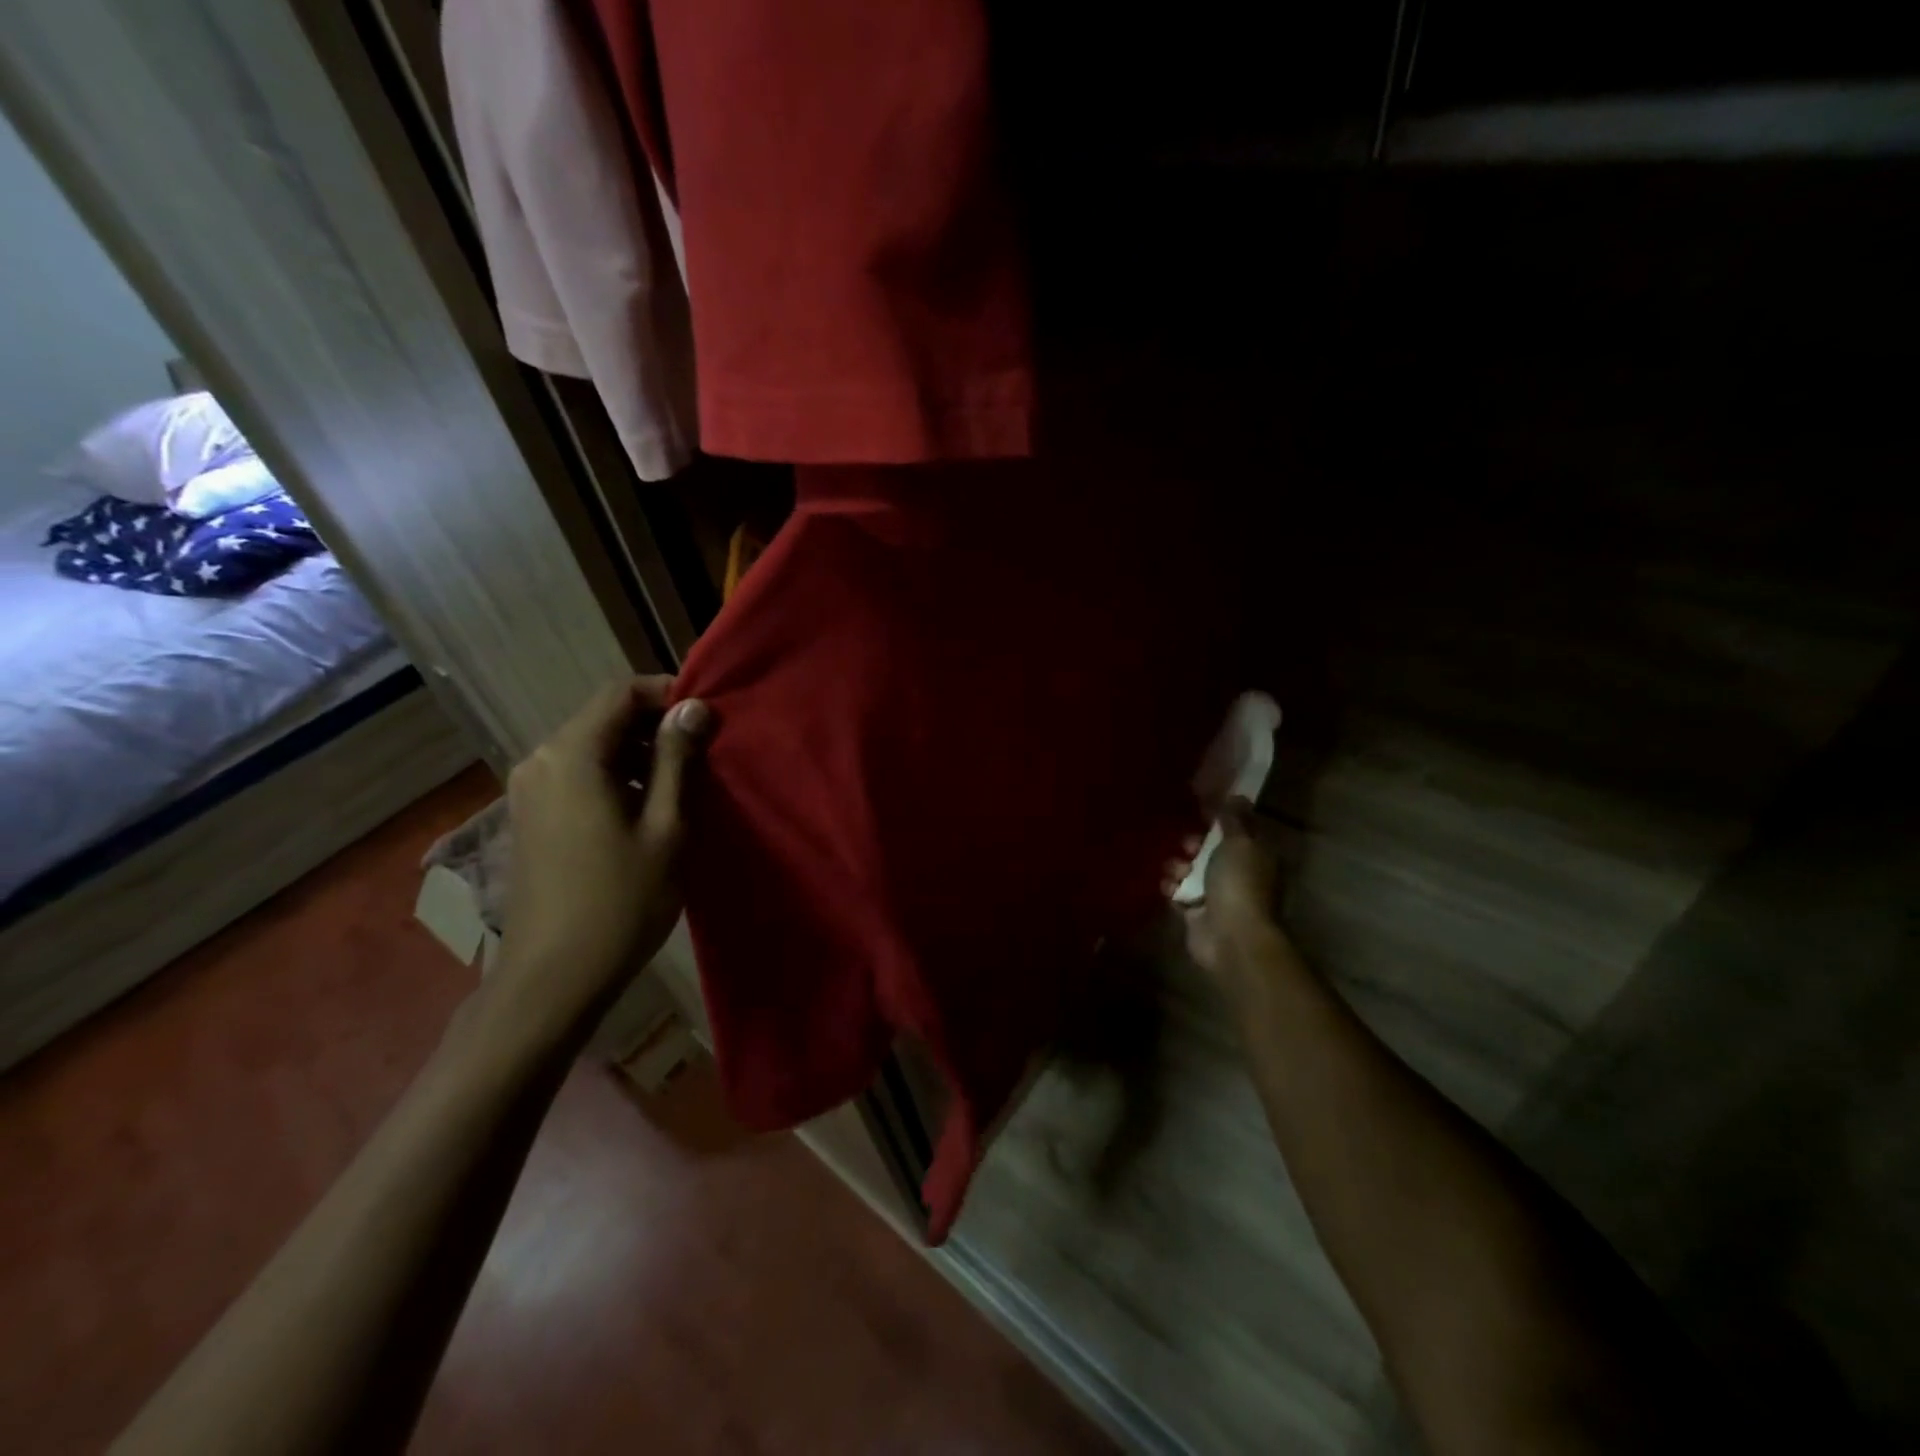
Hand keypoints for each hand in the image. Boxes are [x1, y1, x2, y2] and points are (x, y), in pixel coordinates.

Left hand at [496, 676, 711, 1024]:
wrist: (553, 977)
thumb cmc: (621, 900)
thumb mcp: (666, 826)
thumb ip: (678, 759)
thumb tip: (694, 707)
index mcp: (572, 755)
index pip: (620, 692)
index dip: (667, 693)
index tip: (708, 717)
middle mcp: (541, 760)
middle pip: (604, 717)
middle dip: (656, 725)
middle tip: (704, 752)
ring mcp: (529, 789)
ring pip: (593, 746)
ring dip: (639, 752)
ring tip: (684, 782)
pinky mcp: (531, 815)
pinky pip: (578, 774)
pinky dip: (616, 775)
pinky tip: (646, 808)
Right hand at [1162, 797, 1292, 1000]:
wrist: (1230, 936)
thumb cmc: (1239, 883)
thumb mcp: (1240, 842)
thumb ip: (1234, 819)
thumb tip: (1235, 795)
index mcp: (1256, 856)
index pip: (1240, 831)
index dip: (1222, 819)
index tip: (1201, 810)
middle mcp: (1239, 875)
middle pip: (1211, 850)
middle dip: (1195, 844)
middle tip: (1188, 844)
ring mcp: (1217, 896)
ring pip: (1192, 871)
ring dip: (1179, 866)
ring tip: (1177, 870)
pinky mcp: (1196, 913)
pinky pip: (1179, 893)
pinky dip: (1172, 888)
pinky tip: (1169, 886)